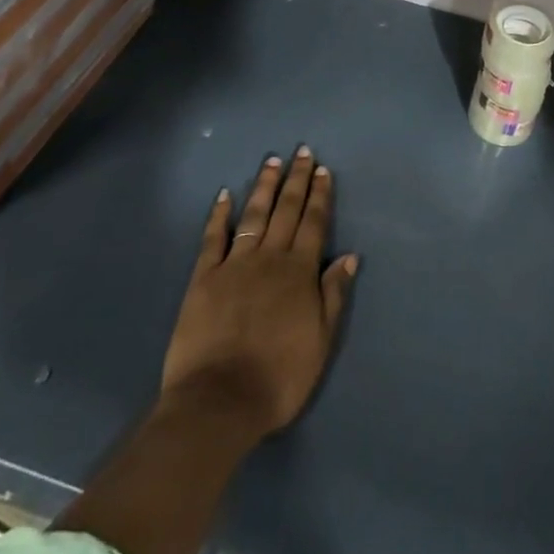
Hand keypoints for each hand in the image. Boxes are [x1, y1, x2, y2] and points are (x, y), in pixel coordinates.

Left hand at [160, 148, 357, 445]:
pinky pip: (213, 238)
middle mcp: (269, 258)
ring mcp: (234, 264)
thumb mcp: (320, 342)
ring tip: (272, 161)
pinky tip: (225, 195)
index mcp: (299, 272)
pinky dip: (220, 215)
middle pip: (286, 210)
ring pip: (254, 215)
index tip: (323, 169)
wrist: (219, 402)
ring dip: (264, 187)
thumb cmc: (278, 378)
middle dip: (296, 179)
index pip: (313, 223)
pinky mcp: (203, 278)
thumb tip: (349, 256)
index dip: (319, 195)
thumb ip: (333, 295)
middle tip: (302, 151)